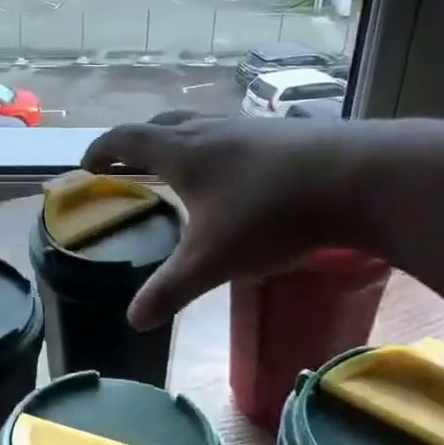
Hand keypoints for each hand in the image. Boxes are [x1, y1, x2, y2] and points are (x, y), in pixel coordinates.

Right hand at [84, 114, 375, 328]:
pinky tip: (236, 174)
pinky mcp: (284, 133)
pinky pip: (234, 134)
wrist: (357, 178)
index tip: (86, 164)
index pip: (126, 140)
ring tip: (180, 168)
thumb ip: (170, 289)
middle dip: (137, 143)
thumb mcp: (212, 260)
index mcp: (181, 152)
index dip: (102, 150)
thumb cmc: (269, 215)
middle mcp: (210, 130)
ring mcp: (250, 126)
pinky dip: (217, 149)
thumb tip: (133, 320)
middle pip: (161, 124)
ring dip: (179, 141)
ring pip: (200, 125)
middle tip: (127, 163)